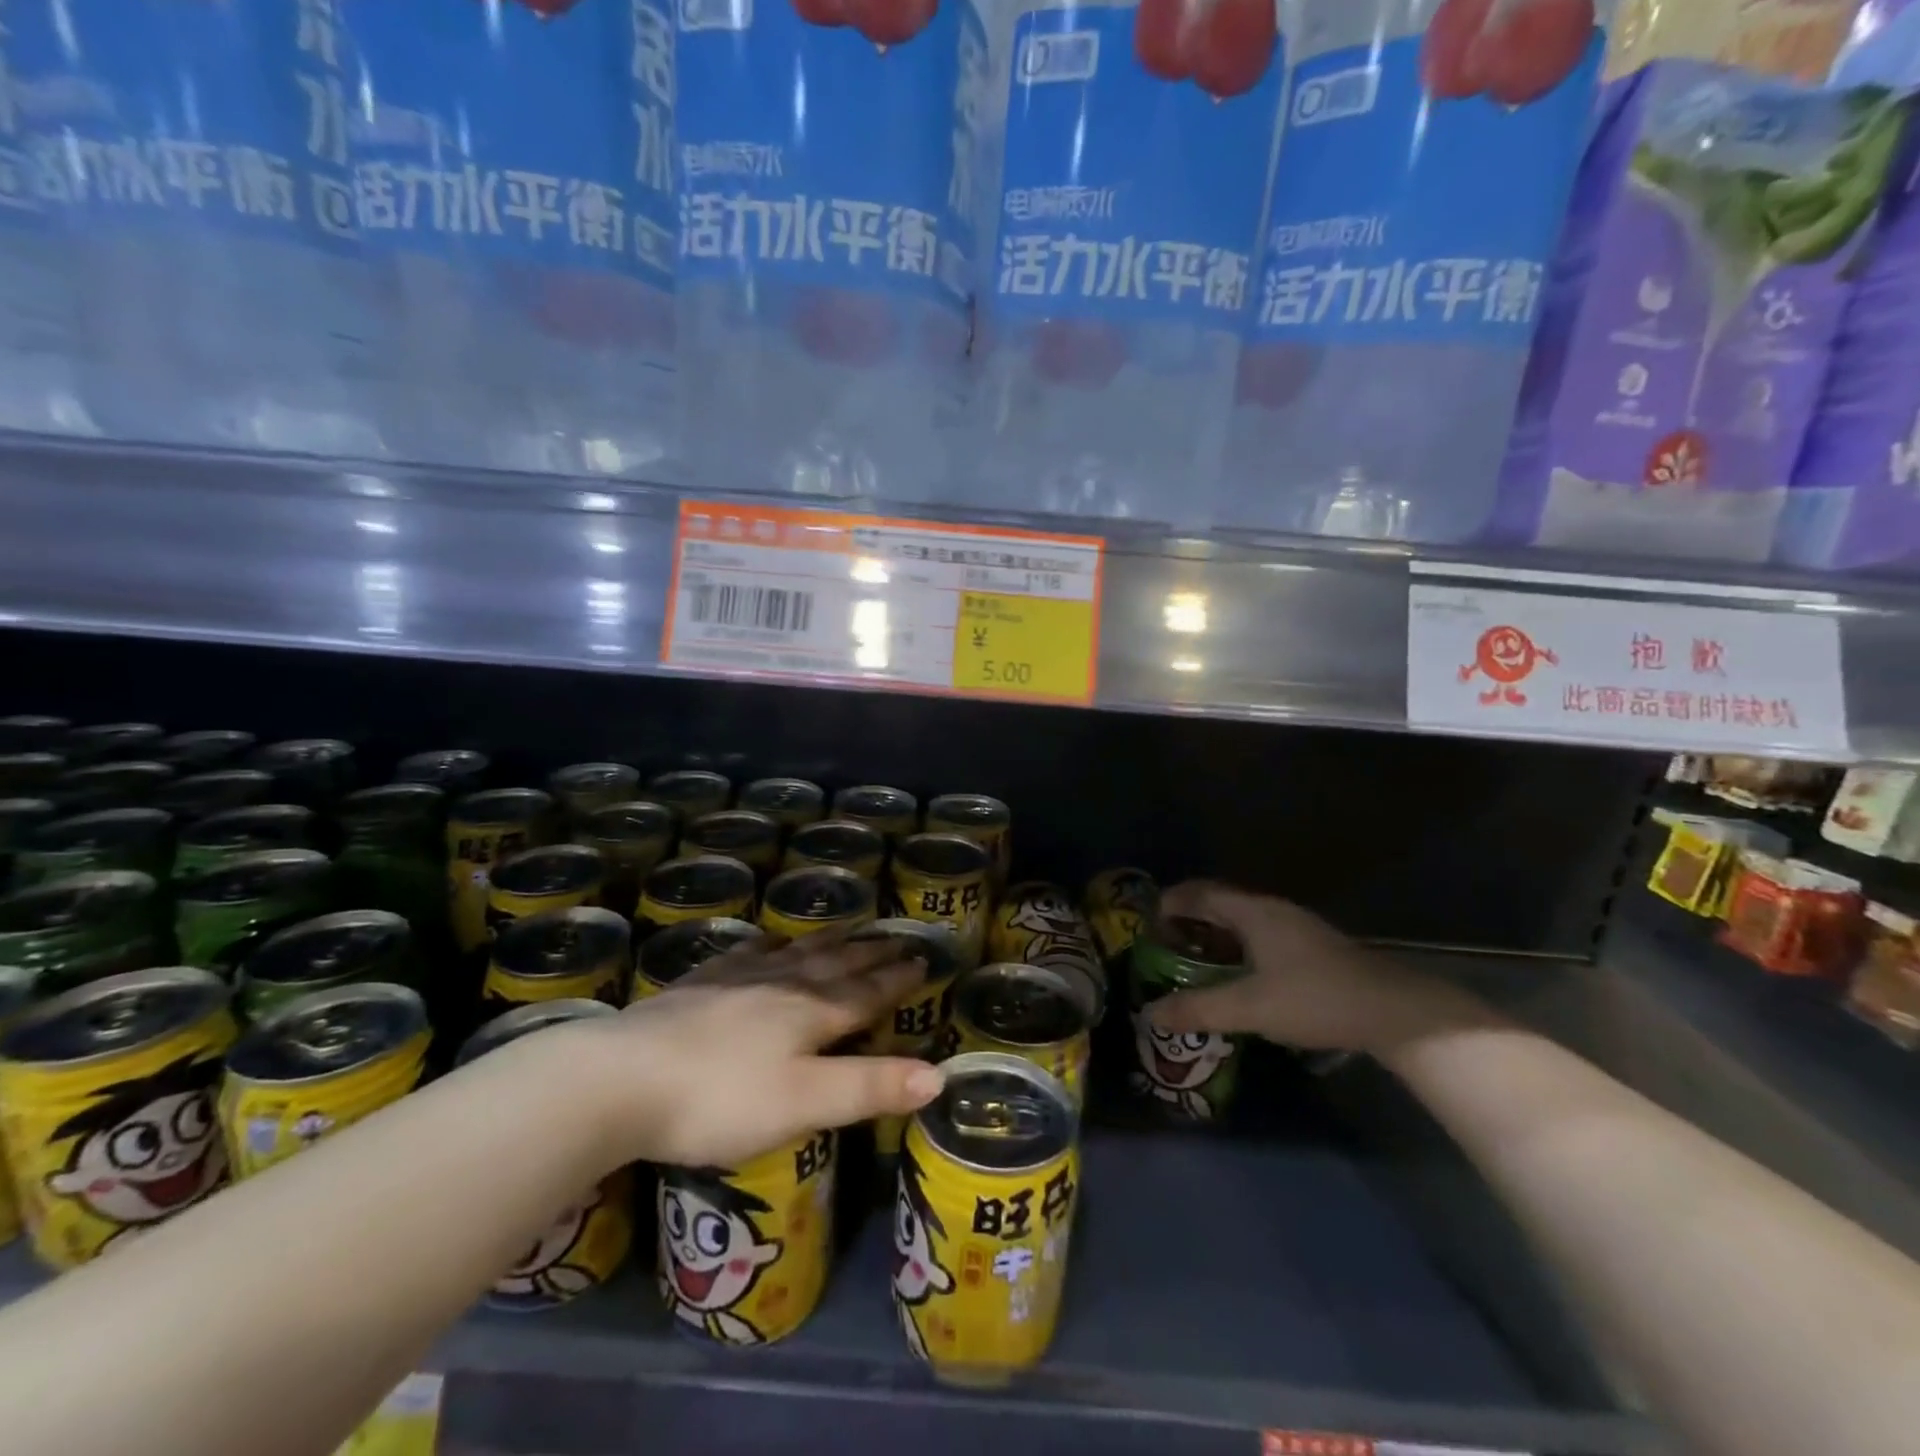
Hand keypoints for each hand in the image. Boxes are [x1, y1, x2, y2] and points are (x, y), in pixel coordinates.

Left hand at [568, 932, 944, 1168]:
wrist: (621, 1078)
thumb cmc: (721, 1098)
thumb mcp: (804, 1103)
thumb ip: (870, 1088)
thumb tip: (938, 1075)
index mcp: (812, 1013)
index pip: (866, 992)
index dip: (896, 979)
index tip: (922, 959)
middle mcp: (782, 985)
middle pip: (836, 965)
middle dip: (870, 954)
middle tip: (897, 937)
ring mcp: (738, 979)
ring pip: (796, 952)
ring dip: (829, 941)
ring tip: (848, 928)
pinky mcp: (700, 984)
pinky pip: (747, 952)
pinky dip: (769, 943)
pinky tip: (768, 939)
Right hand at [1147, 882, 1478, 1054]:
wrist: (1394, 1012)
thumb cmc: (1315, 999)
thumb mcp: (1249, 1008)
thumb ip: (1198, 1009)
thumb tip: (1149, 1014)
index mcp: (1253, 912)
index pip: (1199, 893)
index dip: (1169, 904)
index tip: (1145, 926)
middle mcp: (1271, 910)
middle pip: (1218, 903)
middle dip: (1187, 920)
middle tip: (1162, 947)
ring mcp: (1295, 927)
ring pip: (1241, 921)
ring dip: (1213, 936)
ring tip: (1192, 963)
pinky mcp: (1311, 948)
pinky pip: (1258, 936)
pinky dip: (1235, 947)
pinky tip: (1236, 977)